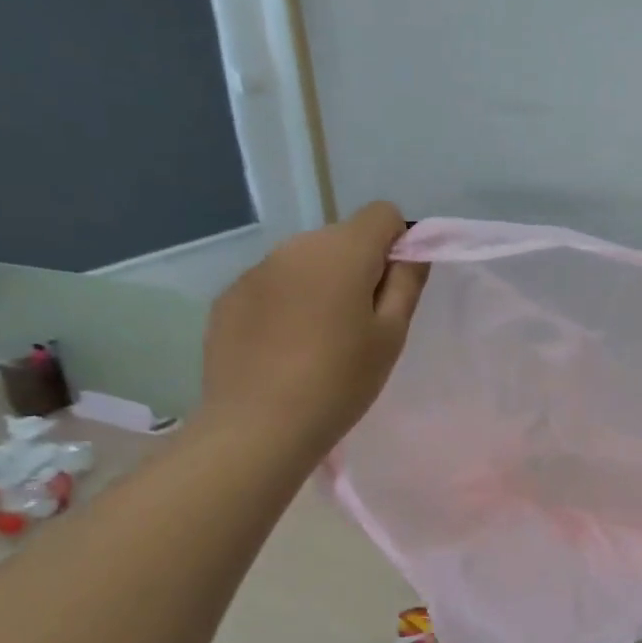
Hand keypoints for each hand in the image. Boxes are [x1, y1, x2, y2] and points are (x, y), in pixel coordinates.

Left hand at [202, 202, 426, 453]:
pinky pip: (272, 284)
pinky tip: (282, 348)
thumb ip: (406, 283)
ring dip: (320, 284)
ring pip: (305, 261)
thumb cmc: (339, 382)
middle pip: (342, 237)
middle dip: (358, 266)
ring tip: (319, 339)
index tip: (394, 288)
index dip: (397, 243)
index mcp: (342, 251)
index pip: (382, 214)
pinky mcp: (228, 297)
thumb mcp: (390, 336)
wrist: (257, 428)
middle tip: (360, 323)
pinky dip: (286, 303)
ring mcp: (256, 270)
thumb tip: (412, 250)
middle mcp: (295, 246)